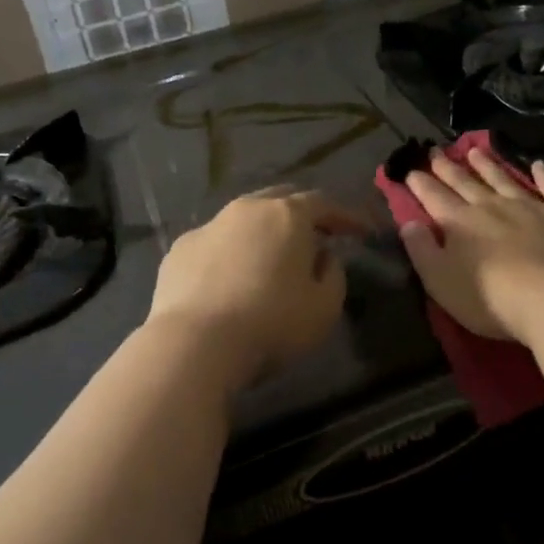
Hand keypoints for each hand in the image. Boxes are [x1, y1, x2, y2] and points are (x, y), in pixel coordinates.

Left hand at [143, 188, 367, 393]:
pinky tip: (231, 276)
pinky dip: (231, 251)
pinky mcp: (181, 248)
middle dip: (303, 213)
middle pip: (281, 199)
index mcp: (287, 215)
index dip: (346, 216)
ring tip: (273, 255)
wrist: (195, 343)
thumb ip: (333, 275)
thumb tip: (323, 256)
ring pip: (245, 217)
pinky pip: (216, 242)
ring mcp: (210, 225)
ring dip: (264, 230)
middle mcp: (247, 209)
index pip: (324, 203)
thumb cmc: (271, 323)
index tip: (362, 231)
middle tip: (317, 235)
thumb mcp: (324, 308)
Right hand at [400, 149, 543, 344]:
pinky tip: (539, 165)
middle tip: (435, 151)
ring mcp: (529, 207)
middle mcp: (490, 206)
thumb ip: (421, 249)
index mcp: (459, 222)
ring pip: (502, 179)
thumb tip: (408, 223)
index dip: (420, 183)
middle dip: (447, 167)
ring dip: (487, 165)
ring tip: (475, 151)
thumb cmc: (490, 298)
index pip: (433, 197)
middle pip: (464, 182)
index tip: (409, 170)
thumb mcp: (440, 280)